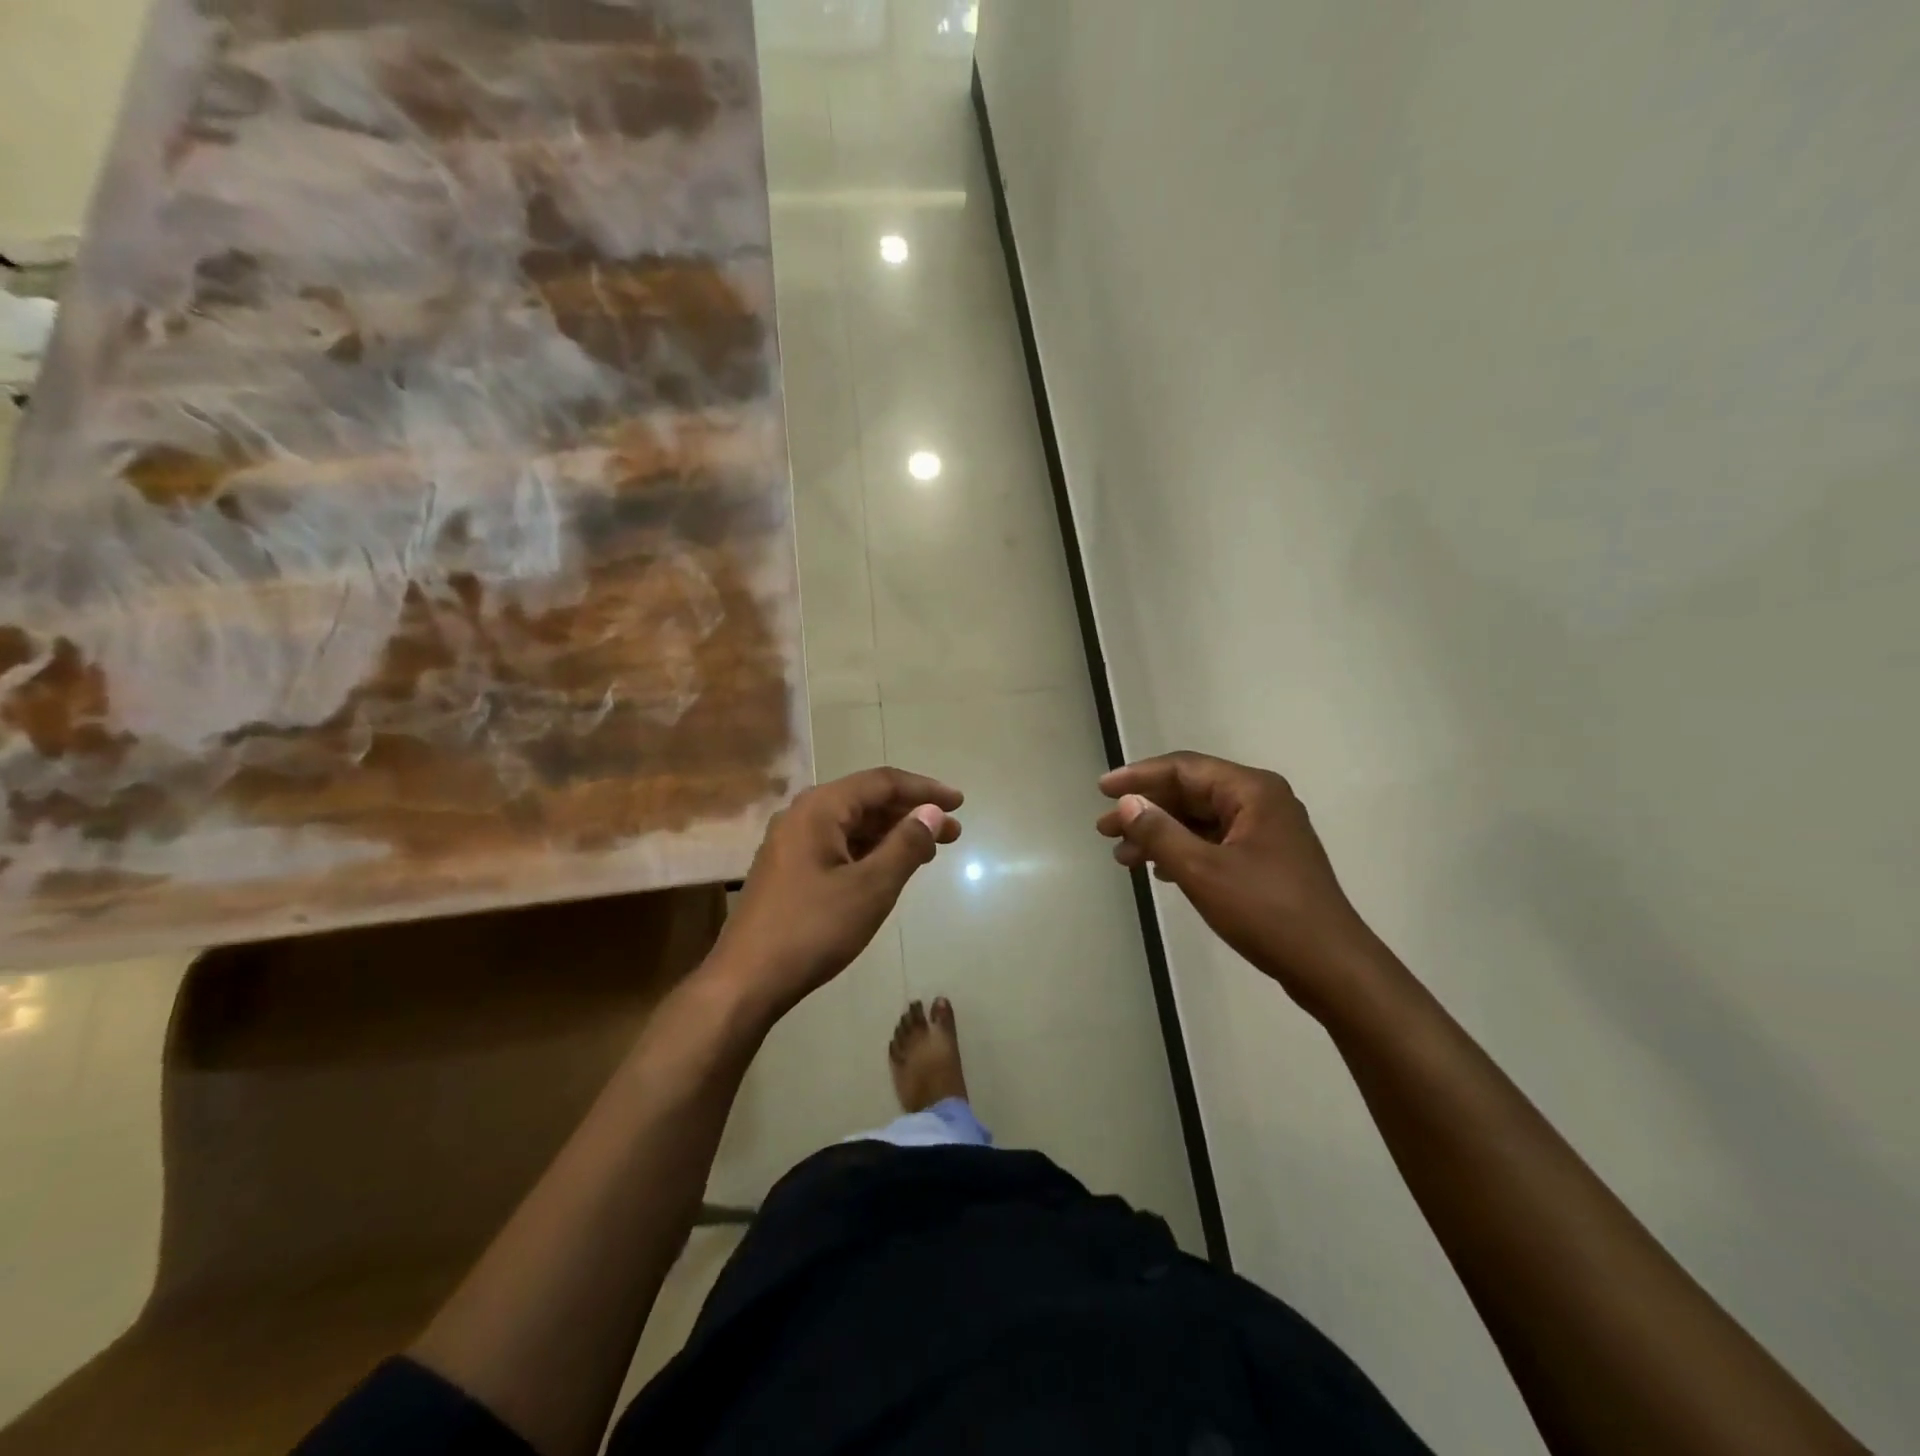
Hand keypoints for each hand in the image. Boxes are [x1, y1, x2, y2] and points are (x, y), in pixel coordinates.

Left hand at [713, 768, 961, 1019]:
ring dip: (892, 834)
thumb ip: (906, 845)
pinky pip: (838, 845)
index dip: (925, 790)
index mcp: (819, 808)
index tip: (959, 803)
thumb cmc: (813, 929)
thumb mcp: (871, 887)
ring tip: (929, 852)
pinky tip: (890, 868)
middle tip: (953, 833)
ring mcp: (791, 843)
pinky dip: (869, 852)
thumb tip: (933, 812)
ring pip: (852, 825)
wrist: (746, 981)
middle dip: (912, 814)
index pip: (882, 783)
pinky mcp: (788, 869)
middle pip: (866, 801)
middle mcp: (802, 815)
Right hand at [1097, 752, 1380, 1016]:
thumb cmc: (1266, 911)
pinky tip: (1159, 870)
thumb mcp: (1203, 871)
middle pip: (1191, 793)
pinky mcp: (1266, 860)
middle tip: (1104, 830)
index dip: (1139, 777)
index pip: (1184, 769)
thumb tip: (1127, 802)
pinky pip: (1214, 842)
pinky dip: (1183, 851)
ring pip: (1200, 820)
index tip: (1102, 790)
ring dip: (1160, 834)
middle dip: (1146, 810)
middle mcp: (1261, 802)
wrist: (1330, 967)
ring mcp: (1266, 832)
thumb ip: (1160, 832)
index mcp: (1252, 791)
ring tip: (1123, 857)